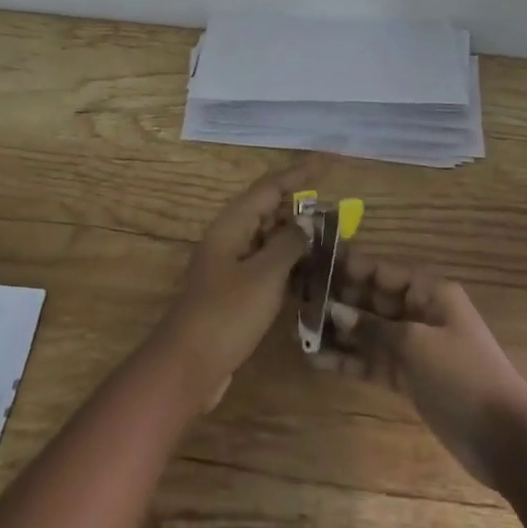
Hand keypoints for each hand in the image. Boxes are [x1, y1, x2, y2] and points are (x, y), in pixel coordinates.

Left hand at [154, 157, 325, 410]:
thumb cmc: (227, 314)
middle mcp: (230, 238)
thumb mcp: (265, 275)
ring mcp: (231, 266)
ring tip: (332, 239)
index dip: (301, 172)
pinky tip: (313, 275)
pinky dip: (289, 266)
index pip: (271, 187)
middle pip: (269, 210)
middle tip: (337, 209)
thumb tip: (306, 223)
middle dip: (301, 206)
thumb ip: (289, 244)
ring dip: (298, 238)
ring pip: (269, 240)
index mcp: (232, 225)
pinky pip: (267, 267)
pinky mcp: (236, 293)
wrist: (188, 366)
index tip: (329, 161)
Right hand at [308, 253, 526, 489]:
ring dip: (337, 331)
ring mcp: (413, 347)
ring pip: (368, 332)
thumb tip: (334, 311)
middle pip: (372, 299)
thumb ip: (372, 327)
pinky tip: (316, 360)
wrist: (504, 438)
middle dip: (338, 299)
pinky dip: (348, 360)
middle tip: (298, 297)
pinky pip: (372, 361)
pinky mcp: (408, 377)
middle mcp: (419, 313)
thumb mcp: (414, 344)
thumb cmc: (462, 375)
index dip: (349, 266)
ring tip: (299, 328)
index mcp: (429, 292)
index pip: (382, 271)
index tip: (314, 262)